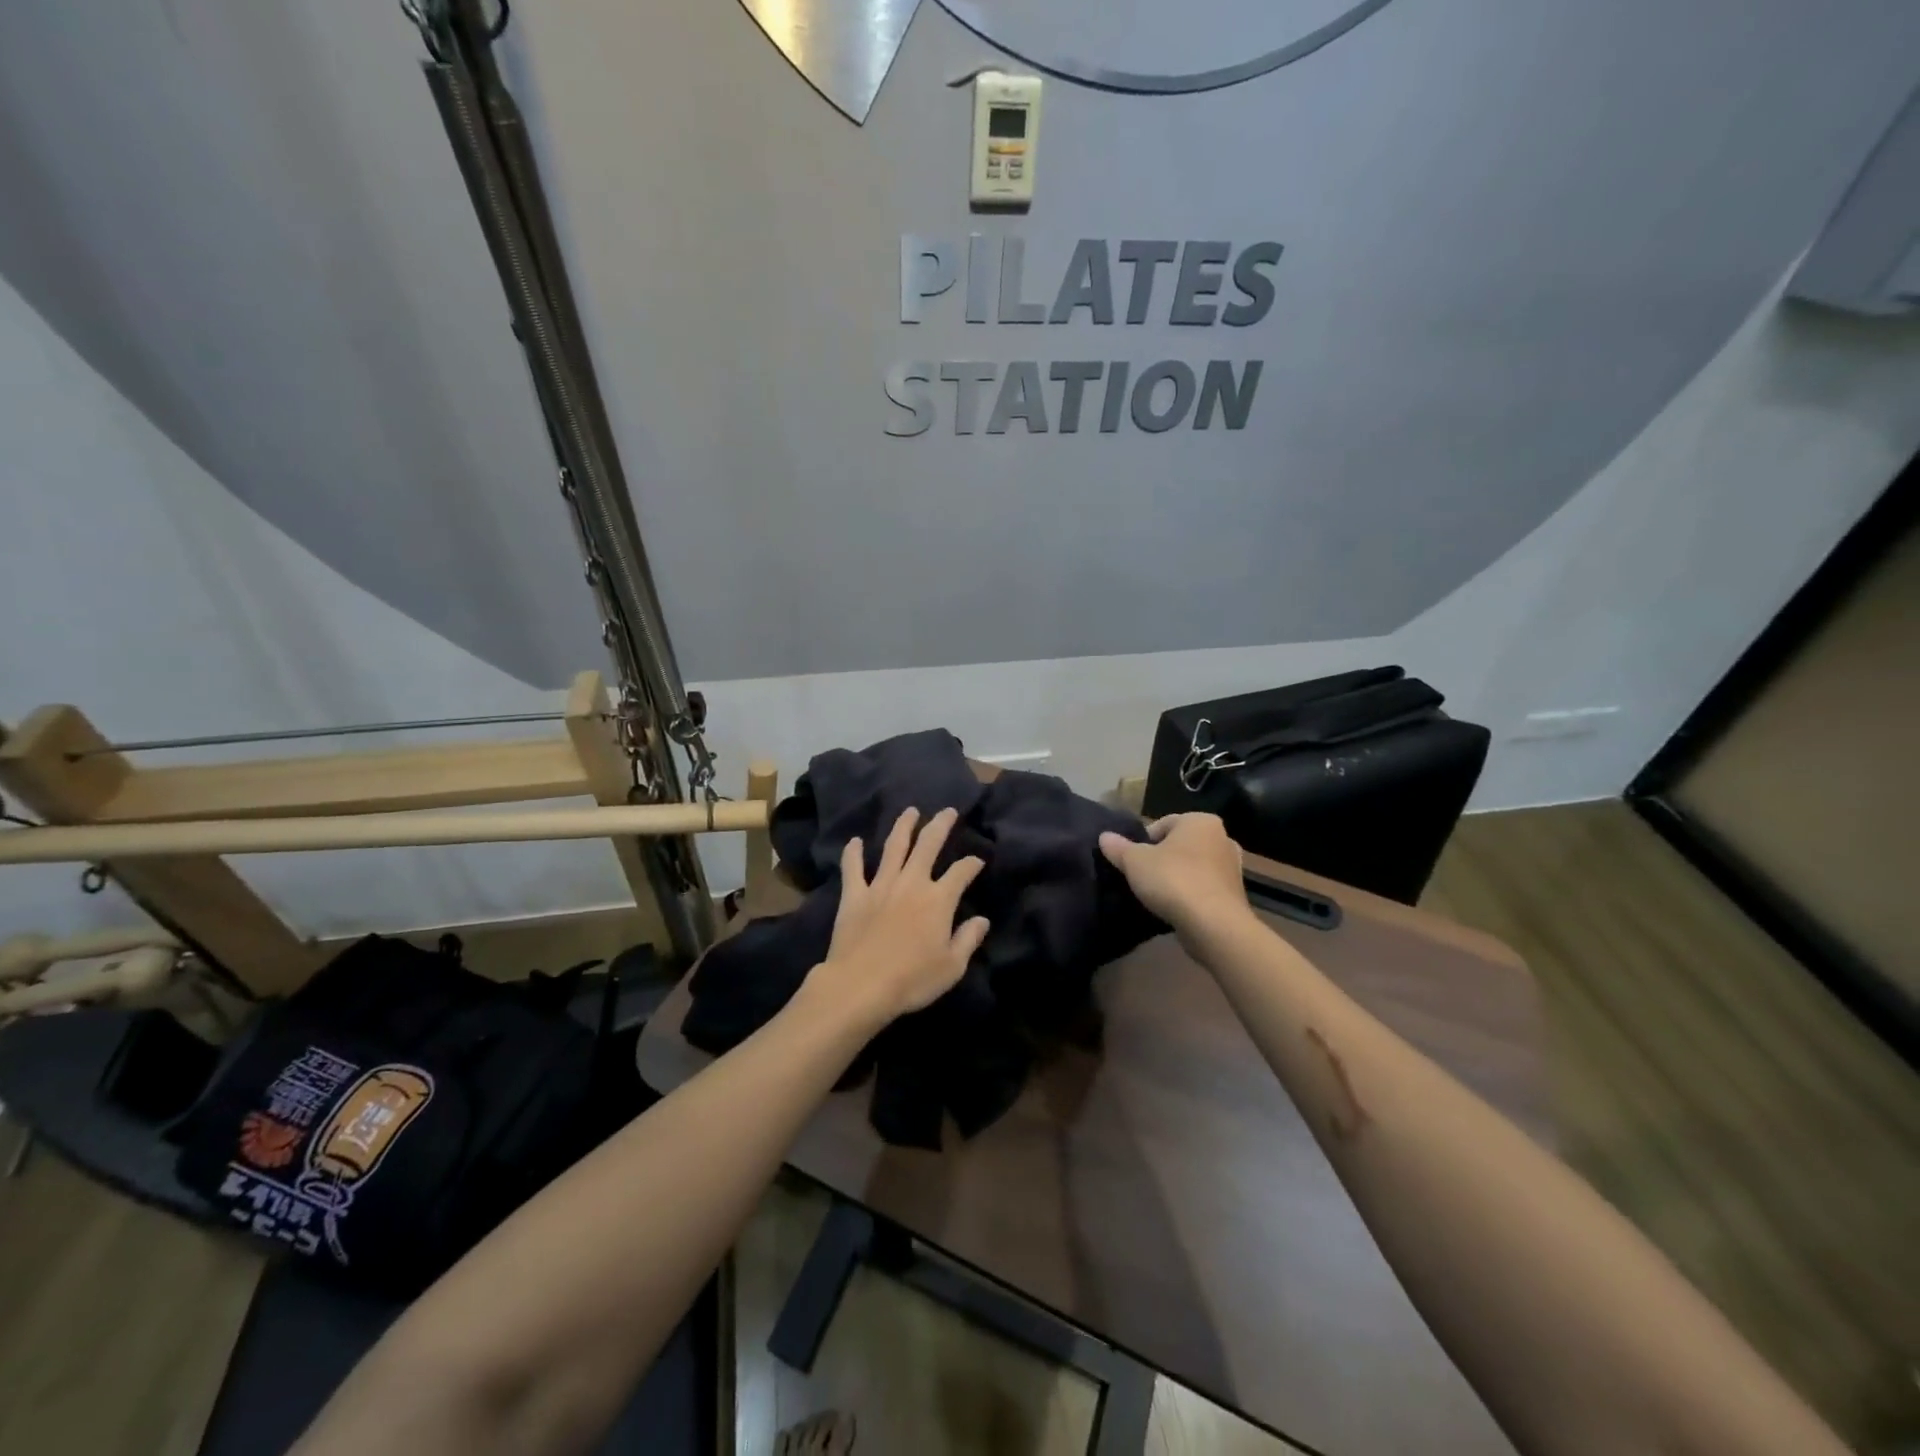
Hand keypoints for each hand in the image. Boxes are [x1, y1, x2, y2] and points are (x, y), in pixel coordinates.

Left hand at [805, 807, 989, 1027]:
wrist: (861, 985)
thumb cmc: (912, 980)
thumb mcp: (952, 966)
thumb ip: (968, 939)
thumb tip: (982, 919)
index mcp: (939, 899)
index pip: (961, 872)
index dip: (972, 863)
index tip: (978, 861)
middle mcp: (912, 883)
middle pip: (928, 845)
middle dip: (940, 825)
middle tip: (948, 811)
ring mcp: (880, 885)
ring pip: (894, 847)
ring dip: (903, 826)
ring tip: (910, 811)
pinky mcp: (854, 895)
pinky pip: (853, 868)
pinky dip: (853, 853)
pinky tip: (855, 841)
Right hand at [1099, 814, 1248, 936]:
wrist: (1213, 925)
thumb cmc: (1173, 880)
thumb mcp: (1134, 861)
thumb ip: (1118, 847)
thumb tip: (1104, 836)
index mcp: (1200, 821)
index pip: (1162, 824)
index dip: (1143, 842)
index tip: (1132, 862)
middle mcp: (1222, 838)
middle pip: (1179, 845)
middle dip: (1161, 859)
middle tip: (1142, 878)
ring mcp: (1232, 867)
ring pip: (1193, 867)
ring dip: (1176, 878)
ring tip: (1157, 896)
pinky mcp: (1235, 895)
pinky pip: (1204, 888)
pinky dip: (1190, 895)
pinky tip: (1175, 909)